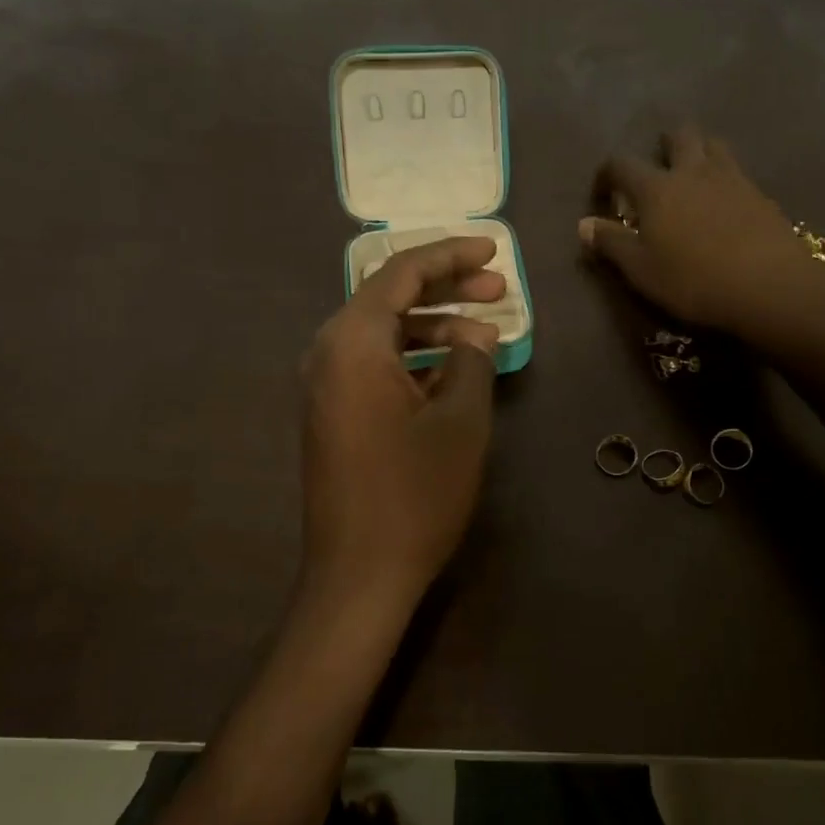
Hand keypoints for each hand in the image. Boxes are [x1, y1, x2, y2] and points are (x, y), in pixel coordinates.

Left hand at [300, 237, 504, 609]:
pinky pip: (376, 365)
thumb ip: (470, 361)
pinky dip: (415, 358)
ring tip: (486, 331)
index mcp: (352, 343)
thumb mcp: (460, 420)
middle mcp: (328, 354)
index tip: (493, 250)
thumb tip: (475, 334)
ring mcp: (326, 386)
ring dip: (434, 326)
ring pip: (385, 334)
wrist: (359, 574)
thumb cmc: (414, 493)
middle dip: (446, 288)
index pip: (401, 274)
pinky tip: (455, 370)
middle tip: (498, 288)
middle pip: (389, 299)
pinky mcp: (334, 414)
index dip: (450, 255)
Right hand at [578, 125, 824, 338]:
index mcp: (657, 188)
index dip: (607, 174)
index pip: (622, 164)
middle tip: (657, 169)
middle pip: (678, 136)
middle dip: (664, 145)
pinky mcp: (760, 195)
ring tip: (693, 176)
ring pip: (714, 145)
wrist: (769, 287)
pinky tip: (725, 203)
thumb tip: (583, 225)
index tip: (603, 193)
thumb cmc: (693, 281)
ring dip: (699, 151)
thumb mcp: (641, 270)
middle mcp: (693, 171)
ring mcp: (732, 178)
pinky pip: (738, 172)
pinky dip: (725, 178)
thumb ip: (611, 244)